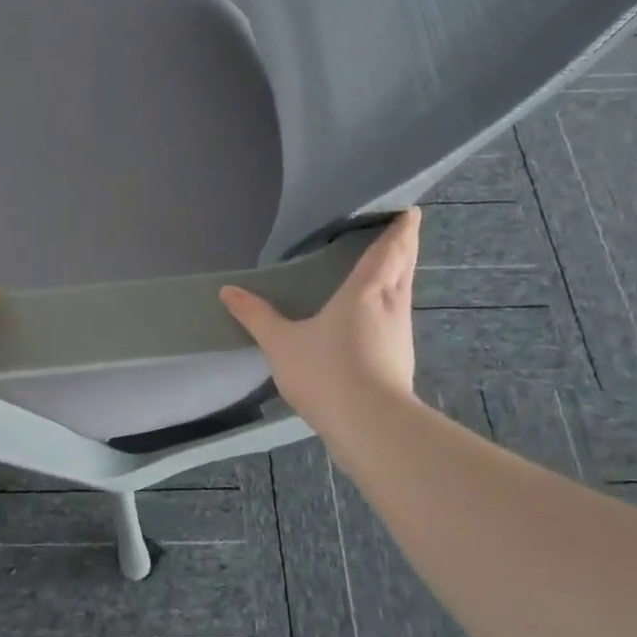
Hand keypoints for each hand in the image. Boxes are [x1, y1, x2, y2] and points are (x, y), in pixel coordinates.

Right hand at [220, 210, 421, 434]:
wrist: (370, 426)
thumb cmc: (327, 371)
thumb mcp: (281, 343)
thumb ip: (256, 316)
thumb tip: (228, 290)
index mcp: (366, 291)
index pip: (390, 249)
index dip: (401, 228)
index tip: (408, 210)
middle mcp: (391, 305)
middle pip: (405, 266)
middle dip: (405, 246)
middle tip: (402, 229)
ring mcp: (401, 334)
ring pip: (405, 292)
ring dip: (402, 275)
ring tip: (389, 267)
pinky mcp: (402, 359)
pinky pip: (399, 318)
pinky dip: (394, 304)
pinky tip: (380, 316)